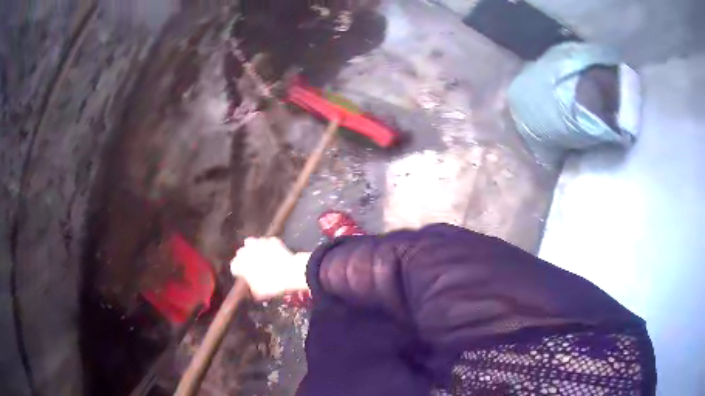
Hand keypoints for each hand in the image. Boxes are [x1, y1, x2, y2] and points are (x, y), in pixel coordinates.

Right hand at [230, 237, 309, 300]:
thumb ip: (250, 287)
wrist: (291, 273)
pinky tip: (271, 251)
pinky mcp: (270, 240)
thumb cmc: (273, 285)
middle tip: (251, 266)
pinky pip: (265, 241)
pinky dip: (266, 245)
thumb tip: (250, 286)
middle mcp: (247, 252)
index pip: (233, 266)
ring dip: (252, 249)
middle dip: (244, 259)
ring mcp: (259, 243)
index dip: (238, 271)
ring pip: (250, 243)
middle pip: (240, 253)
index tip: (242, 275)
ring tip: (259, 256)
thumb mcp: (258, 293)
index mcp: (241, 265)